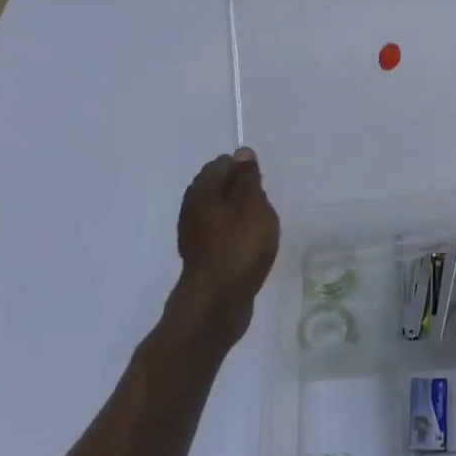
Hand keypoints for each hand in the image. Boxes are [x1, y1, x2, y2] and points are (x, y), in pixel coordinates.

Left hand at [170, 148, 279, 342]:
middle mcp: (192, 208)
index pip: (222, 164)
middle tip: (263, 206)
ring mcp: (194, 236)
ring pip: (219, 214)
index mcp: (202, 190)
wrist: (217, 303)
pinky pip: (220, 237)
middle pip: (218, 188)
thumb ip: (247, 177)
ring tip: (260, 229)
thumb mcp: (252, 203)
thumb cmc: (238, 245)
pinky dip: (234, 237)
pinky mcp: (202, 259)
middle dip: (241, 192)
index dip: (243, 169)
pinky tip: (249, 249)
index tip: (261, 185)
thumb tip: (241, 153)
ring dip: (238, 216)